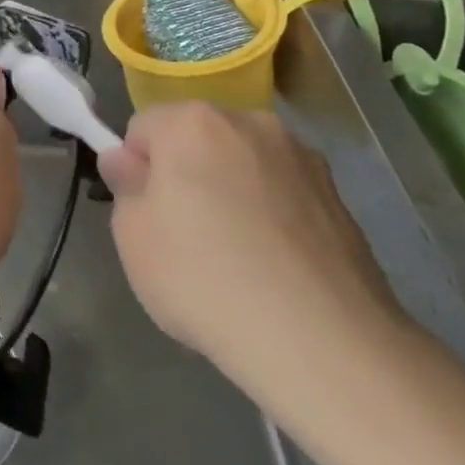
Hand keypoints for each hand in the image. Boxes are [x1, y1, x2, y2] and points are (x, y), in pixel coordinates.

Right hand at [97, 103, 403, 395]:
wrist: (322, 342)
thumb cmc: (204, 278)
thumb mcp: (132, 237)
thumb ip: (124, 186)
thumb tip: (126, 161)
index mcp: (193, 122)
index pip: (143, 129)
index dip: (136, 170)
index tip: (144, 216)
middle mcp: (250, 123)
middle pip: (198, 140)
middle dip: (186, 175)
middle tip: (184, 238)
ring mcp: (302, 159)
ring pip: (244, 166)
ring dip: (232, 193)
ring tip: (237, 260)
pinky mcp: (339, 199)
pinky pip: (284, 197)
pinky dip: (272, 218)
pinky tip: (275, 271)